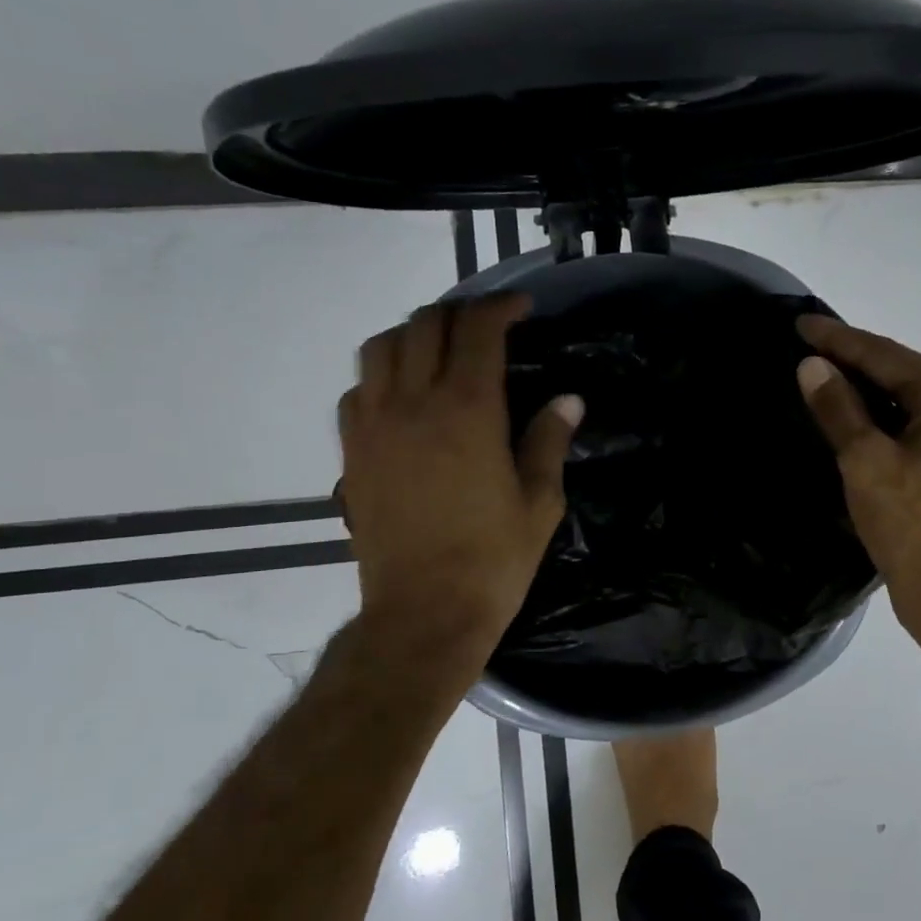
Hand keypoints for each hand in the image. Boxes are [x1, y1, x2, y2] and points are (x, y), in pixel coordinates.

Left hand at [338, 296, 581, 650]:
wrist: (423, 613)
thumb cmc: (493, 561)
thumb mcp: (539, 503)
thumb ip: (548, 441)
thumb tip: (569, 400)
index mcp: (468, 411)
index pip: (478, 330)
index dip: (501, 307)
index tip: (521, 307)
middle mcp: (414, 403)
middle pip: (425, 324)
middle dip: (459, 312)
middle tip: (486, 326)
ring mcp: (374, 425)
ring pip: (380, 347)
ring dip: (413, 334)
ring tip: (439, 350)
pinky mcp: (352, 452)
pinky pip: (357, 390)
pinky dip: (381, 376)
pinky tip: (403, 397)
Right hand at [795, 315, 920, 665]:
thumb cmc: (910, 522)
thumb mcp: (865, 461)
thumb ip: (838, 408)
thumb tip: (811, 366)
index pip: (884, 354)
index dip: (838, 339)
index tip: (800, 323)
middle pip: (899, 371)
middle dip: (852, 359)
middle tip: (807, 345)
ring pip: (905, 398)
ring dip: (864, 389)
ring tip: (822, 374)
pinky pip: (912, 423)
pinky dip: (880, 417)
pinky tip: (851, 417)